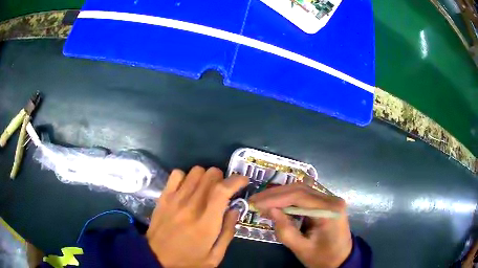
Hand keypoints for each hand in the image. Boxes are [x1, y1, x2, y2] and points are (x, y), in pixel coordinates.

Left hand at [146, 166, 248, 266]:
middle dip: (222, 179)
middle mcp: (191, 206)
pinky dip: (186, 177)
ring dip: (205, 177)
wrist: (156, 258)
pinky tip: (188, 188)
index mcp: (206, 222)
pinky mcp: (163, 197)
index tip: (243, 181)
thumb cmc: (188, 261)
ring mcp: (175, 199)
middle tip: (223, 191)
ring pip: (195, 171)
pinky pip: (177, 174)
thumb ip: (228, 232)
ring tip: (206, 189)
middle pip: (210, 175)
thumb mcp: (215, 256)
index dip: (236, 180)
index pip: (222, 190)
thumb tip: (234, 210)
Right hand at [249, 183, 351, 267]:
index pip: (299, 196)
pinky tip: (276, 203)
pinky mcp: (326, 203)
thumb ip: (285, 230)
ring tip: (262, 201)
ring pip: (301, 189)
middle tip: (255, 200)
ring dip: (280, 194)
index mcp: (329, 210)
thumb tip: (269, 210)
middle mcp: (332, 199)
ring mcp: (330, 199)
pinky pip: (305, 195)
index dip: (275, 198)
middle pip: (300, 188)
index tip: (255, 203)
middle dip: (275, 194)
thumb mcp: (301, 248)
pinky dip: (288, 198)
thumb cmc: (322, 257)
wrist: (341, 259)